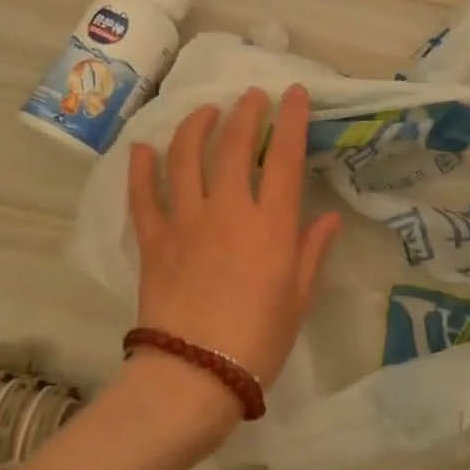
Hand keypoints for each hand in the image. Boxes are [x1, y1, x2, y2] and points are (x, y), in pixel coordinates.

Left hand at [128, 85, 342, 388]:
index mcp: (269, 225)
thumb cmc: (258, 342)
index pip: (284, 157)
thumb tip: (328, 217)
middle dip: (245, 113)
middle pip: (234, 146)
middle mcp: (227, 211)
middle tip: (251, 97)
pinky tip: (142, 148)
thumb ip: (311, 252)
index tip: (294, 93)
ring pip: (185, 157)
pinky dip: (140, 168)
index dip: (291, 120)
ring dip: (196, 127)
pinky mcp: (152, 239)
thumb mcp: (297, 299)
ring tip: (205, 112)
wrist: (193, 376)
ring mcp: (184, 221)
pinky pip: (142, 194)